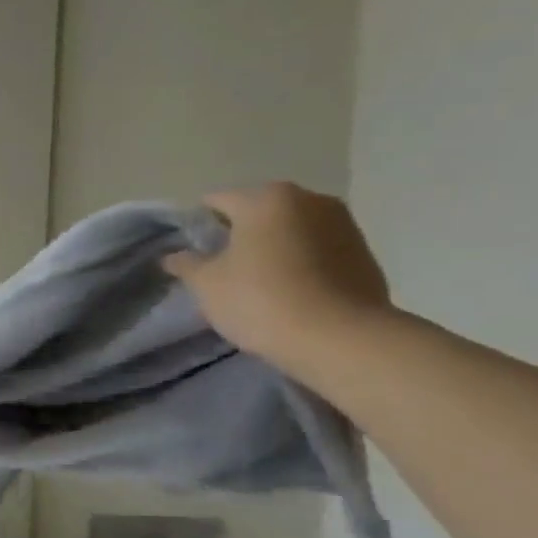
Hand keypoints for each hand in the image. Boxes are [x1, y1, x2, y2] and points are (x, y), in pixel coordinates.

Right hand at [162, 183, 391, 381]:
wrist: (341, 338)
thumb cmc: (261, 300)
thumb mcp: (207, 284)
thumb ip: (187, 264)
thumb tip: (174, 256)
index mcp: (265, 199)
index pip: (217, 201)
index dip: (198, 225)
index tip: (191, 252)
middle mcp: (309, 199)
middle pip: (258, 212)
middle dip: (239, 234)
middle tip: (221, 267)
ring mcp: (343, 223)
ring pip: (291, 229)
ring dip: (272, 247)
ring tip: (257, 281)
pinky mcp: (364, 252)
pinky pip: (317, 249)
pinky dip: (300, 262)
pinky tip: (289, 290)